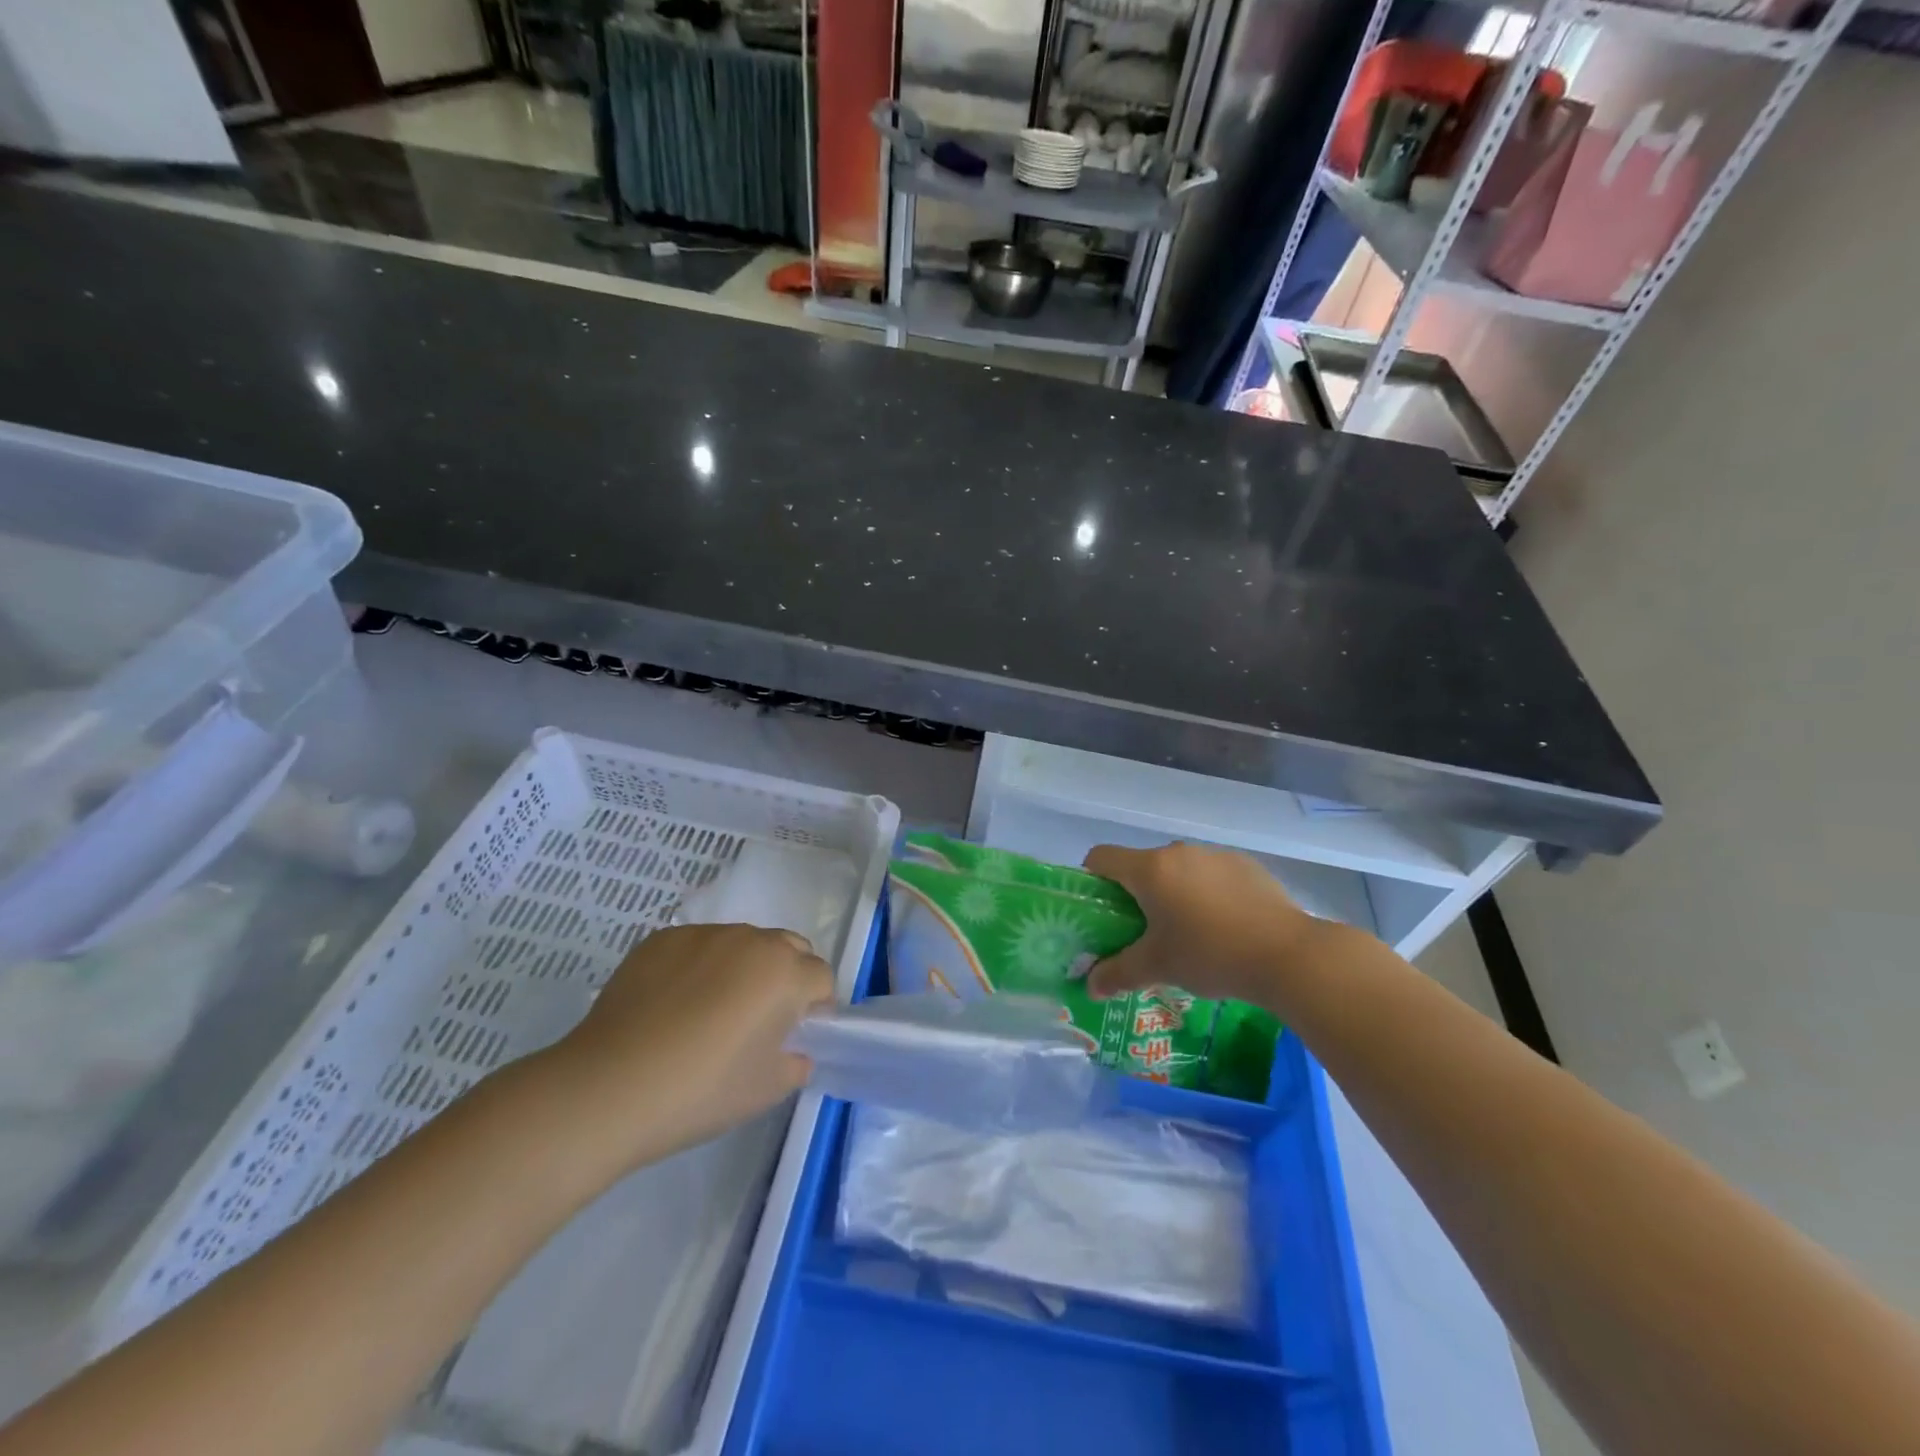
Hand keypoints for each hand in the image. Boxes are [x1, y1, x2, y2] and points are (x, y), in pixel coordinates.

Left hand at [541, 923, 835, 1171]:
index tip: (791, 1038)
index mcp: (785, 972)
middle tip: (757, 1021)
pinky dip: (698, 967)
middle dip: (785, 977)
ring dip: (742, 968)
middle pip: (788, 948)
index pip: (821, 978)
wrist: (608, 1087)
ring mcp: (703, 934)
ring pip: (742, 943)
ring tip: (707, 1013)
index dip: (813, 1009)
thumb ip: (796, 1062)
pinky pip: (698, 947)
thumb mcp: (768, 1089)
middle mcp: (751, 940)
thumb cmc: (701, 1091)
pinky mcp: (661, 939)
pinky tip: (671, 1007)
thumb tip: (792, 1050)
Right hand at [1082, 842, 1328, 1009]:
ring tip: (1189, 934)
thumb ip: (1117, 973)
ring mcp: (1215, 855)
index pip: (1101, 858)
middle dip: (1136, 895)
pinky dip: (1207, 894)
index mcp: (1150, 869)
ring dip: (1173, 893)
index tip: (1100, 911)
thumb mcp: (1158, 967)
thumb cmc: (1211, 955)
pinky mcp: (1246, 865)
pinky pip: (1212, 875)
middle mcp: (1179, 852)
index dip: (1091, 881)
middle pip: (1141, 865)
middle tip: (1143, 932)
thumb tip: (1089, 986)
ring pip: (1179, 870)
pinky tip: (1225, 927)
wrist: (1288, 955)